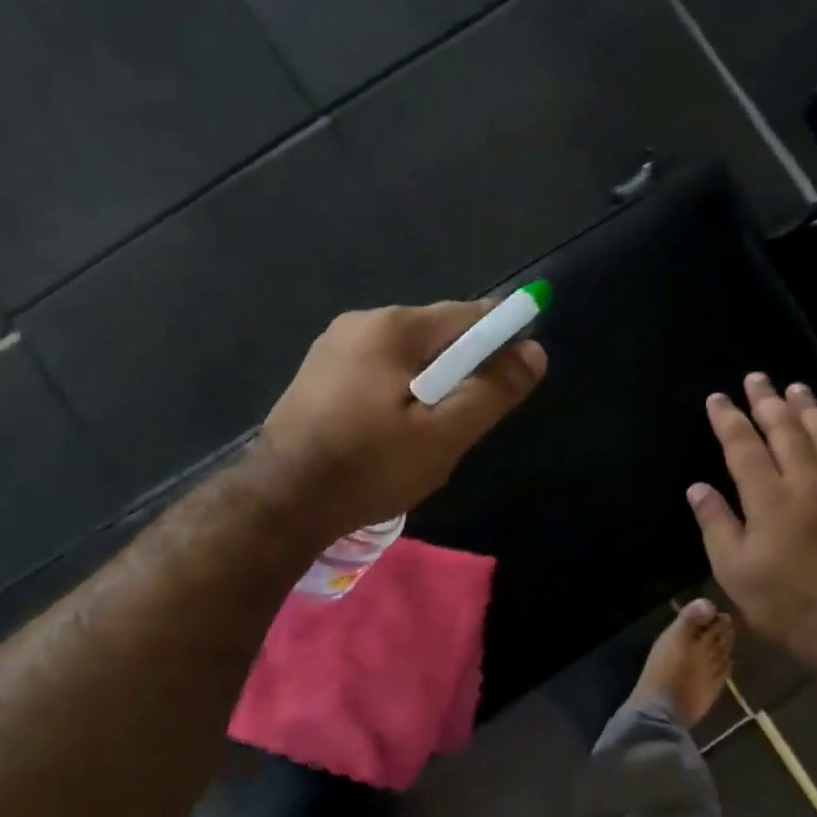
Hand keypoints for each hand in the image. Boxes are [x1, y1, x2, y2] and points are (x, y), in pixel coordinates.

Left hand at [255, 302, 546, 544]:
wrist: (282, 501)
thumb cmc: (369, 466)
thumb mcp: (443, 434)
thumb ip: (491, 391)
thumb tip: (534, 351)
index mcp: (393, 327)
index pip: (469, 316)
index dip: (501, 340)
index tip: (514, 378)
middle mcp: (360, 322)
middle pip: (436, 336)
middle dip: (460, 372)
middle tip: (461, 425)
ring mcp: (332, 347)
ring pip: (406, 359)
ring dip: (428, 388)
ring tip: (424, 439)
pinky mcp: (317, 376)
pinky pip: (377, 374)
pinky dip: (396, 396)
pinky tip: (388, 437)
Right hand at [687, 373, 816, 647]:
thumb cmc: (781, 602)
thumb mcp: (732, 569)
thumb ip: (716, 523)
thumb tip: (697, 487)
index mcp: (769, 498)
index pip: (743, 446)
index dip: (729, 419)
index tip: (718, 398)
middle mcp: (807, 484)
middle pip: (786, 432)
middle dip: (768, 402)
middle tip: (758, 378)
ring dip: (810, 410)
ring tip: (797, 388)